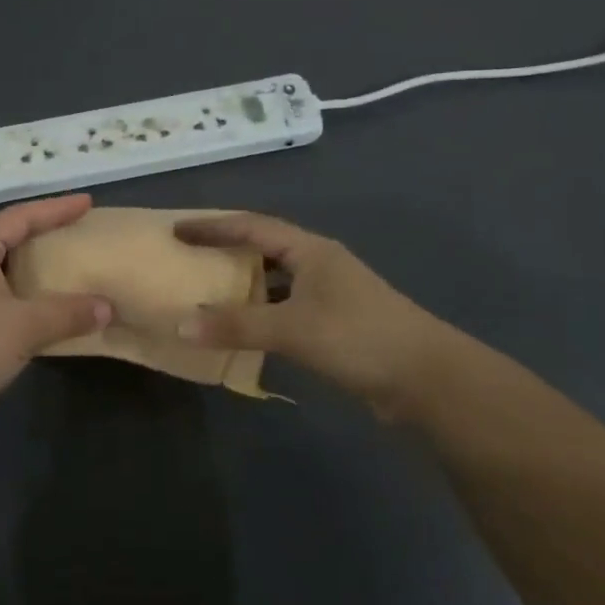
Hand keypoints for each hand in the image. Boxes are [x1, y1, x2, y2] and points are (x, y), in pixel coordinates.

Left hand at [0, 194, 111, 417]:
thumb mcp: (25, 327)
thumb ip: (68, 312)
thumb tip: (106, 307)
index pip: (21, 216)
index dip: (55, 209)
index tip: (86, 202)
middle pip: (4, 233)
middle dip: (39, 229)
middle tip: (73, 228)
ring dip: (25, 259)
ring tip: (55, 260)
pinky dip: (13, 282)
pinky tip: (28, 299)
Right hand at [174, 212, 454, 413]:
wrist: (427, 378)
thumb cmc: (358, 337)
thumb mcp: (292, 328)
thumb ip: (237, 325)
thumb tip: (181, 324)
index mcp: (310, 250)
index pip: (251, 227)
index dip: (213, 226)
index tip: (177, 230)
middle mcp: (319, 264)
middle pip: (264, 248)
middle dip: (226, 250)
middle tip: (189, 257)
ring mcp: (331, 293)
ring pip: (276, 279)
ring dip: (244, 283)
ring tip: (207, 290)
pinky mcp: (336, 322)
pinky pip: (286, 307)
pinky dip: (261, 312)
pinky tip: (244, 329)